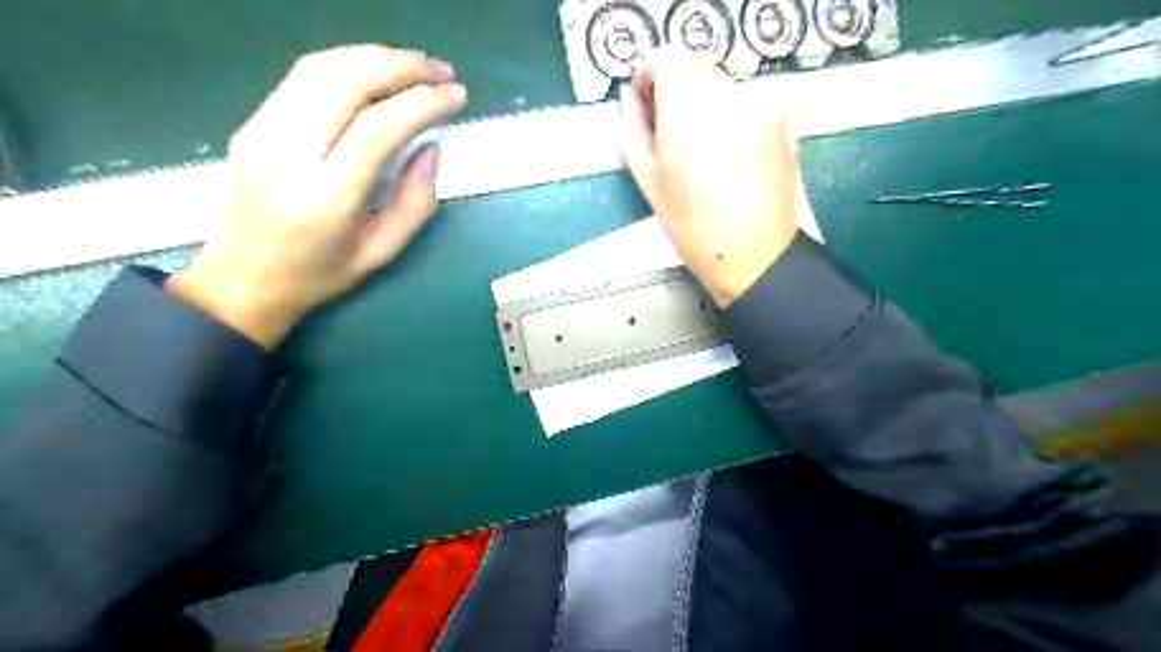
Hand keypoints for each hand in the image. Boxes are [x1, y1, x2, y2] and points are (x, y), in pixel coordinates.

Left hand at [168, 47, 464, 347]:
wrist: (241, 280)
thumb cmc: (320, 275)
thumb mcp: (382, 252)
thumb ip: (416, 202)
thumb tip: (432, 147)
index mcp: (325, 198)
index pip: (377, 128)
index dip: (422, 103)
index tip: (456, 95)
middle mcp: (287, 155)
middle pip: (346, 83)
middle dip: (402, 67)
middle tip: (441, 70)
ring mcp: (261, 132)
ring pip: (321, 69)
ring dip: (374, 57)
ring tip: (414, 65)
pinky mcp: (252, 123)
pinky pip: (302, 77)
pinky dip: (346, 64)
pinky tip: (374, 72)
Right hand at [622, 48, 803, 308]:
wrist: (755, 254)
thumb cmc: (694, 229)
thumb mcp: (650, 185)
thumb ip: (633, 132)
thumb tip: (629, 99)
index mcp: (689, 120)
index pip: (669, 59)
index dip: (651, 71)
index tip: (646, 94)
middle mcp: (729, 101)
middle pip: (696, 65)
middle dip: (677, 86)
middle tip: (670, 126)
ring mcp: (762, 107)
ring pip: (722, 81)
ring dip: (704, 99)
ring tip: (702, 144)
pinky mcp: (781, 118)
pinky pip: (746, 98)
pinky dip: (730, 111)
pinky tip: (728, 149)